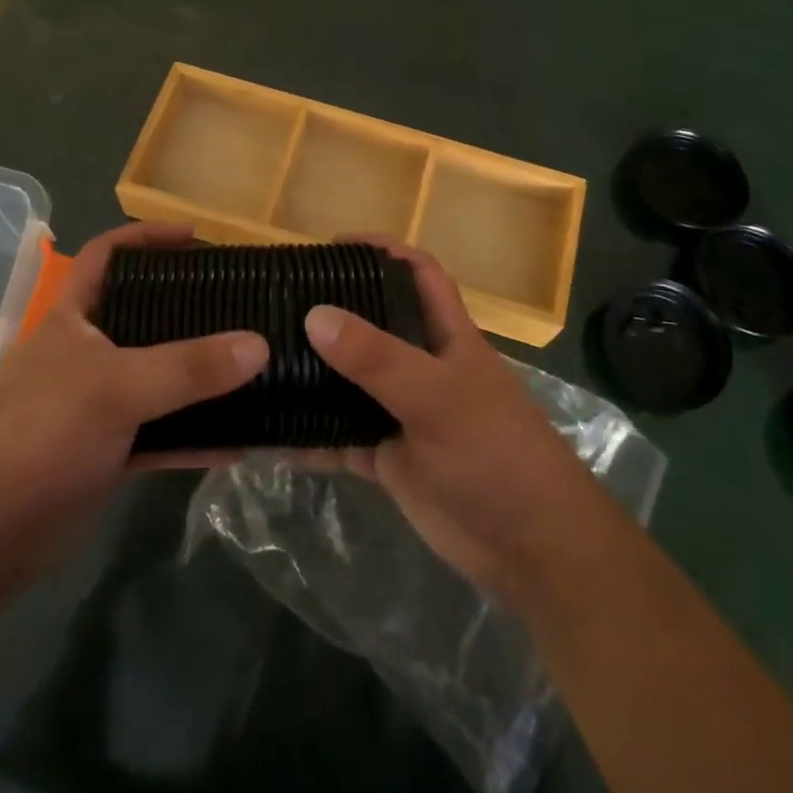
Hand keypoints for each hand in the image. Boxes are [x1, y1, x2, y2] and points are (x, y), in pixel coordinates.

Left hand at [0, 222, 266, 581]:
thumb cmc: (40, 433)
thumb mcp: (115, 388)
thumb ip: (187, 367)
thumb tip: (260, 344)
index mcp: (76, 318)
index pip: (108, 255)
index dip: (147, 237)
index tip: (197, 237)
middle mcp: (90, 353)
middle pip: (146, 316)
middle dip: (191, 308)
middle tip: (243, 303)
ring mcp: (100, 403)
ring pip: (161, 378)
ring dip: (203, 377)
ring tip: (256, 365)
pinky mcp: (111, 451)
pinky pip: (166, 434)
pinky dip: (198, 436)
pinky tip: (241, 442)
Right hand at [302, 240, 613, 608]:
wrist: (529, 547)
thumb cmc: (495, 453)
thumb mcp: (437, 397)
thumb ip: (377, 358)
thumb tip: (314, 314)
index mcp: (446, 336)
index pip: (418, 274)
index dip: (383, 250)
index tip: (333, 245)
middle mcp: (421, 366)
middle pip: (373, 324)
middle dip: (333, 310)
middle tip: (278, 301)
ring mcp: (403, 413)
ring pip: (350, 382)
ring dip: (314, 374)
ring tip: (263, 358)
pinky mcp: (388, 458)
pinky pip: (339, 438)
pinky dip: (309, 437)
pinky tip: (270, 435)